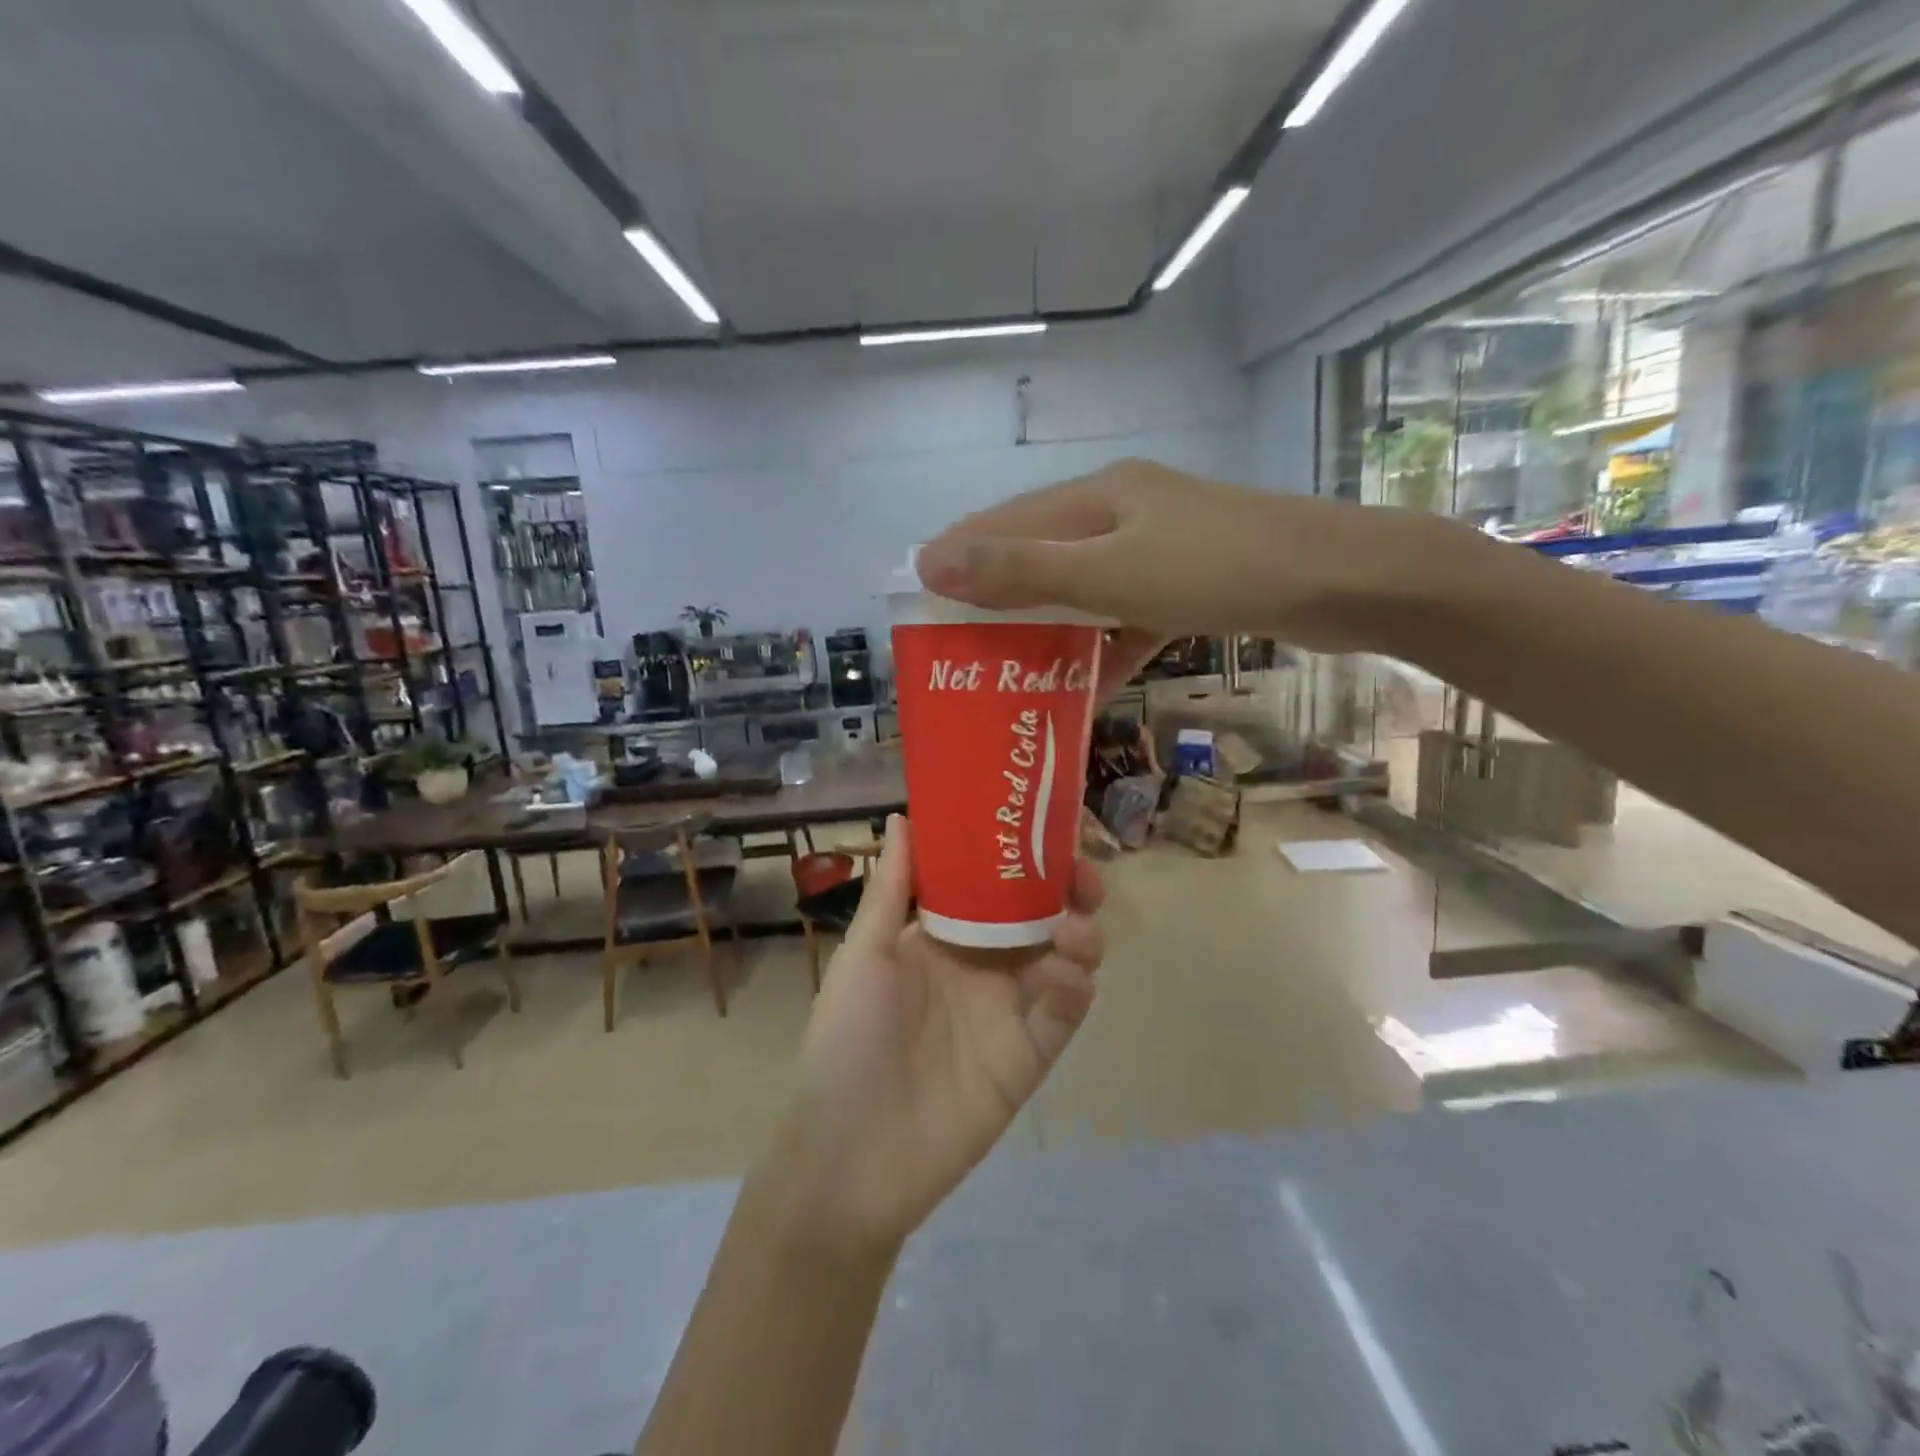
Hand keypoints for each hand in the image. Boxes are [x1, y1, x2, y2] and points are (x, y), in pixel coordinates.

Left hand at [767, 815, 1103, 1255]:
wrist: (851, 1155)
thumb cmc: (847, 1040)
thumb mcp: (865, 955)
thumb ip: (892, 888)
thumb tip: (904, 816)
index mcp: (944, 936)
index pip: (995, 884)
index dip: (1023, 856)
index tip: (1048, 827)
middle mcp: (983, 965)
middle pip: (1040, 916)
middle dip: (1069, 890)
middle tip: (1083, 877)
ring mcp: (1010, 1010)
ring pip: (1064, 958)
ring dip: (1080, 935)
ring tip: (1074, 930)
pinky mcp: (1029, 1056)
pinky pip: (1065, 1013)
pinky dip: (1075, 988)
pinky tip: (1067, 976)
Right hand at [915, 458, 1442, 690]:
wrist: (1346, 582)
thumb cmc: (1220, 569)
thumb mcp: (1112, 572)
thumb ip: (1023, 570)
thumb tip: (933, 562)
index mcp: (1098, 495)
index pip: (1004, 522)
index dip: (957, 558)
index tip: (917, 603)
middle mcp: (1123, 511)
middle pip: (1040, 554)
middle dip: (996, 599)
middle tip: (958, 648)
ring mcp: (1160, 546)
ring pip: (1082, 588)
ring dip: (1046, 628)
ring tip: (1006, 671)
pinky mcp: (1190, 583)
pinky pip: (1127, 616)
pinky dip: (1104, 648)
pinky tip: (1086, 688)